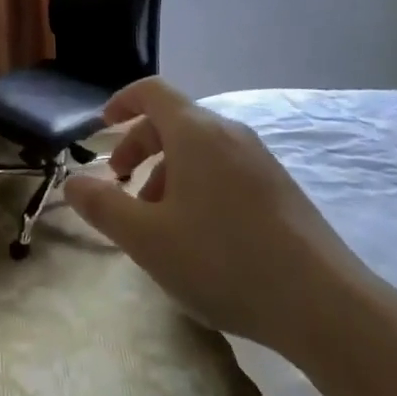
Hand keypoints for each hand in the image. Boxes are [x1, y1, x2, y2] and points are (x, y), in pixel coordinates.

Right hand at [63, 77, 379, 363]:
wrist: (324, 304)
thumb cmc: (223, 260)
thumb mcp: (147, 239)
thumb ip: (102, 206)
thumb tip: (73, 182)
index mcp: (195, 132)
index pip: (151, 91)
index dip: (121, 102)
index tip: (102, 127)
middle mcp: (229, 133)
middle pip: (173, 121)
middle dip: (139, 146)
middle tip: (120, 184)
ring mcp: (260, 159)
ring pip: (200, 149)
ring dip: (167, 171)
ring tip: (157, 221)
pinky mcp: (280, 188)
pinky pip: (225, 169)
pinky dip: (198, 184)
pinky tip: (199, 235)